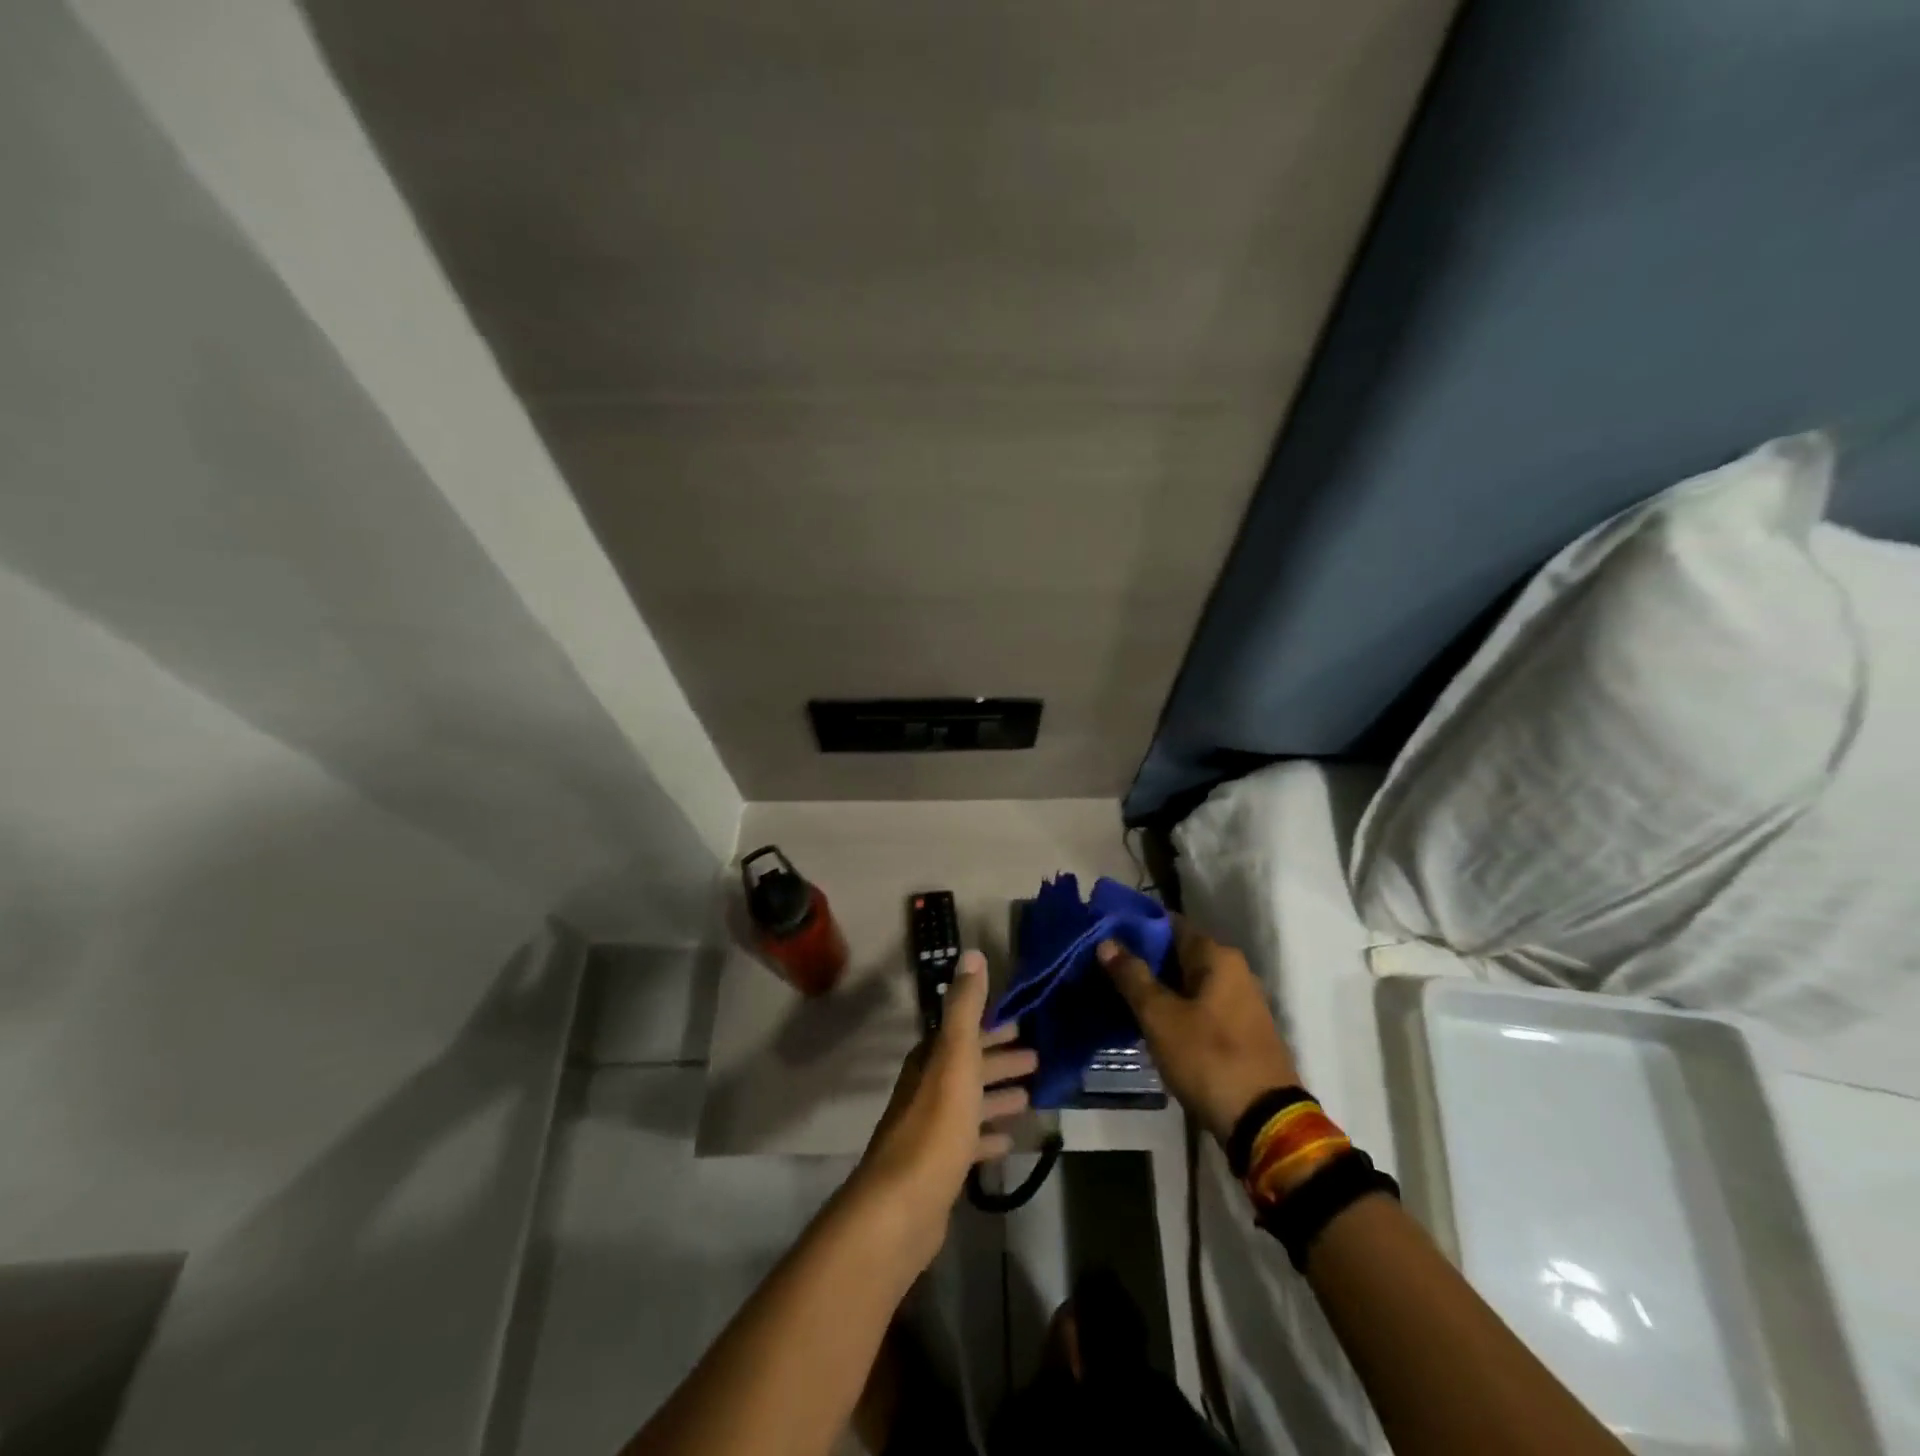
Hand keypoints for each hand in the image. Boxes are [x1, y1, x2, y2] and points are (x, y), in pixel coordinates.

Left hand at [852, 951, 1036, 1267]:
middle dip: (1000, 1059)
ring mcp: (932, 1128)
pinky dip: (989, 1135)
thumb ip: (964, 1008)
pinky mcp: (938, 1166)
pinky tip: (1010, 1140)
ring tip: (1031, 1095)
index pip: (964, 1033)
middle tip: (1037, 1058)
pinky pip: (969, 1140)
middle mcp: (927, 1087)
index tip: (1021, 1025)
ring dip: (997, 1095)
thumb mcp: (955, 1057)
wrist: (903, 1205)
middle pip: (969, 1066)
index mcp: (931, 1060)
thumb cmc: (936, 1124)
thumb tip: (972, 954)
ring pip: (970, 1102)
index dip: (992, 1028)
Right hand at [1099, 919, 1299, 1144]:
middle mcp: (1234, 970)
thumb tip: (1107, 942)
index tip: (1104, 937)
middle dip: (1143, 961)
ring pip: (1188, 983)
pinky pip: (1200, 1006)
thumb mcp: (1160, 1017)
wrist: (1264, 1122)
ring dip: (1158, 988)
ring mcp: (1241, 1002)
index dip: (1135, 928)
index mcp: (1218, 957)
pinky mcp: (1241, 1031)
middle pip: (1179, 953)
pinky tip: (1150, 1023)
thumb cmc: (1208, 1058)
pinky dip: (1176, 1009)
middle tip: (1104, 970)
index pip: (1169, 924)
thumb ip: (1132, 976)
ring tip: (1119, 997)